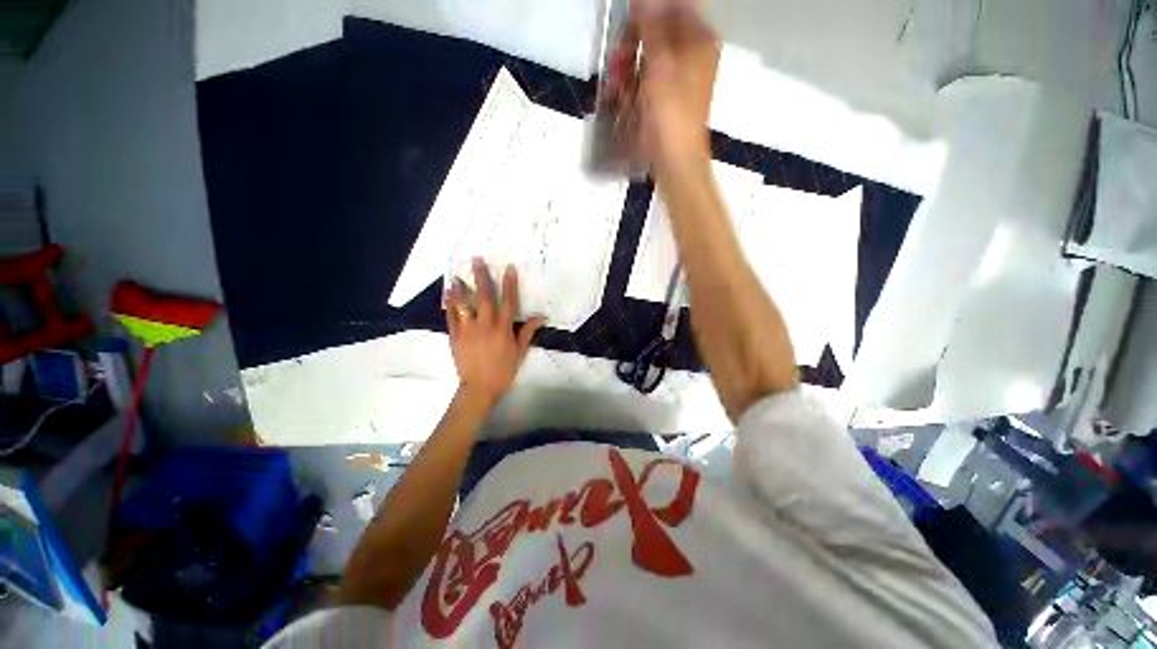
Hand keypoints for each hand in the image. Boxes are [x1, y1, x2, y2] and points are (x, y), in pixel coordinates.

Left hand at [445, 259, 543, 406]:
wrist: (479, 387)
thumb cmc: (503, 370)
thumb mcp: (519, 351)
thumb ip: (527, 332)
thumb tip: (541, 316)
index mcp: (503, 329)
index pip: (508, 302)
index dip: (509, 284)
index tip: (508, 267)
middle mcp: (485, 325)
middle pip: (484, 297)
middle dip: (481, 277)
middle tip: (476, 259)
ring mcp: (468, 330)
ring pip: (463, 304)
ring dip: (460, 288)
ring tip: (457, 275)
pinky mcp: (454, 336)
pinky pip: (451, 317)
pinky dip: (450, 304)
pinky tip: (449, 293)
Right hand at [628, 0, 719, 173]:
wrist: (674, 159)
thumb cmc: (671, 113)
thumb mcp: (661, 65)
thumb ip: (650, 28)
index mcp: (700, 40)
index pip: (675, 7)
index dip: (647, 11)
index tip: (626, 22)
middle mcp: (691, 55)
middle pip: (658, 33)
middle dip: (633, 43)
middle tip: (618, 56)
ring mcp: (678, 78)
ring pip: (648, 57)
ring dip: (628, 66)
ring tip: (616, 80)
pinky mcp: (664, 98)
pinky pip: (646, 80)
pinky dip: (632, 84)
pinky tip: (621, 94)